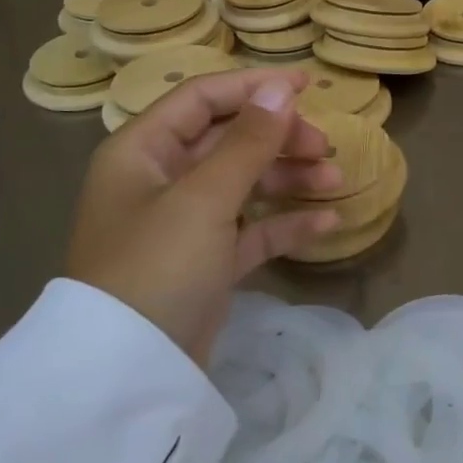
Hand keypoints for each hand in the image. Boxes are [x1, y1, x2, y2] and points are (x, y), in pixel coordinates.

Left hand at [66, 69, 340, 364]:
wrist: (127, 375)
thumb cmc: (157, 266)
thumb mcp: (204, 198)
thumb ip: (247, 142)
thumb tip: (281, 90)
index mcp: (142, 150)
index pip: (202, 99)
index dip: (254, 87)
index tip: (307, 86)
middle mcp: (160, 179)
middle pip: (227, 139)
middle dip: (278, 138)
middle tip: (323, 146)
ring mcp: (183, 223)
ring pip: (243, 183)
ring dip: (289, 178)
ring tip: (335, 181)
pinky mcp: (204, 262)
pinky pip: (250, 229)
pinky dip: (284, 223)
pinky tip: (327, 223)